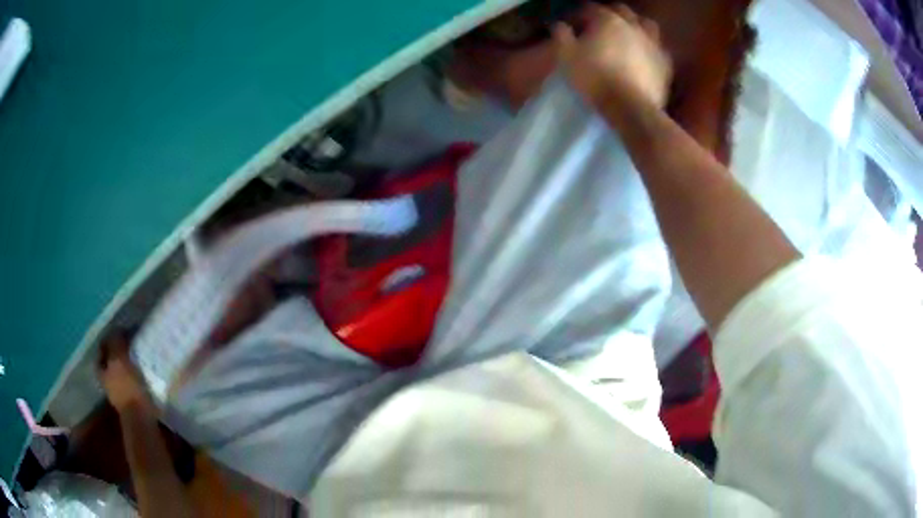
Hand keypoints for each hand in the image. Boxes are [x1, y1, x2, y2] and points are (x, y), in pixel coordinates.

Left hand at [97, 331, 154, 413]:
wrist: (141, 421)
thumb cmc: (128, 388)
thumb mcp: (119, 359)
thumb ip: (116, 342)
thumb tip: (117, 328)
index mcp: (101, 369)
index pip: (103, 348)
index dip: (111, 339)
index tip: (123, 332)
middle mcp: (106, 380)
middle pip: (111, 361)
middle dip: (120, 352)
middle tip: (132, 343)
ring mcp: (119, 393)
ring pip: (122, 372)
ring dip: (129, 365)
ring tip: (141, 357)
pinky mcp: (132, 402)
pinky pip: (132, 383)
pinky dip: (137, 377)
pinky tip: (146, 374)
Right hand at [555, 4, 671, 113]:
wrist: (630, 107)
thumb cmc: (595, 78)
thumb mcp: (567, 56)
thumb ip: (562, 36)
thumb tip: (560, 25)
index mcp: (608, 20)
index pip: (591, 8)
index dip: (581, 15)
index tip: (574, 26)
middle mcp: (633, 25)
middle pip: (622, 11)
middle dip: (611, 15)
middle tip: (601, 27)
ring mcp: (653, 43)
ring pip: (647, 25)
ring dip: (637, 26)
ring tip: (629, 36)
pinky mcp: (665, 64)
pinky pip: (660, 49)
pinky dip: (651, 49)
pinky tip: (646, 56)